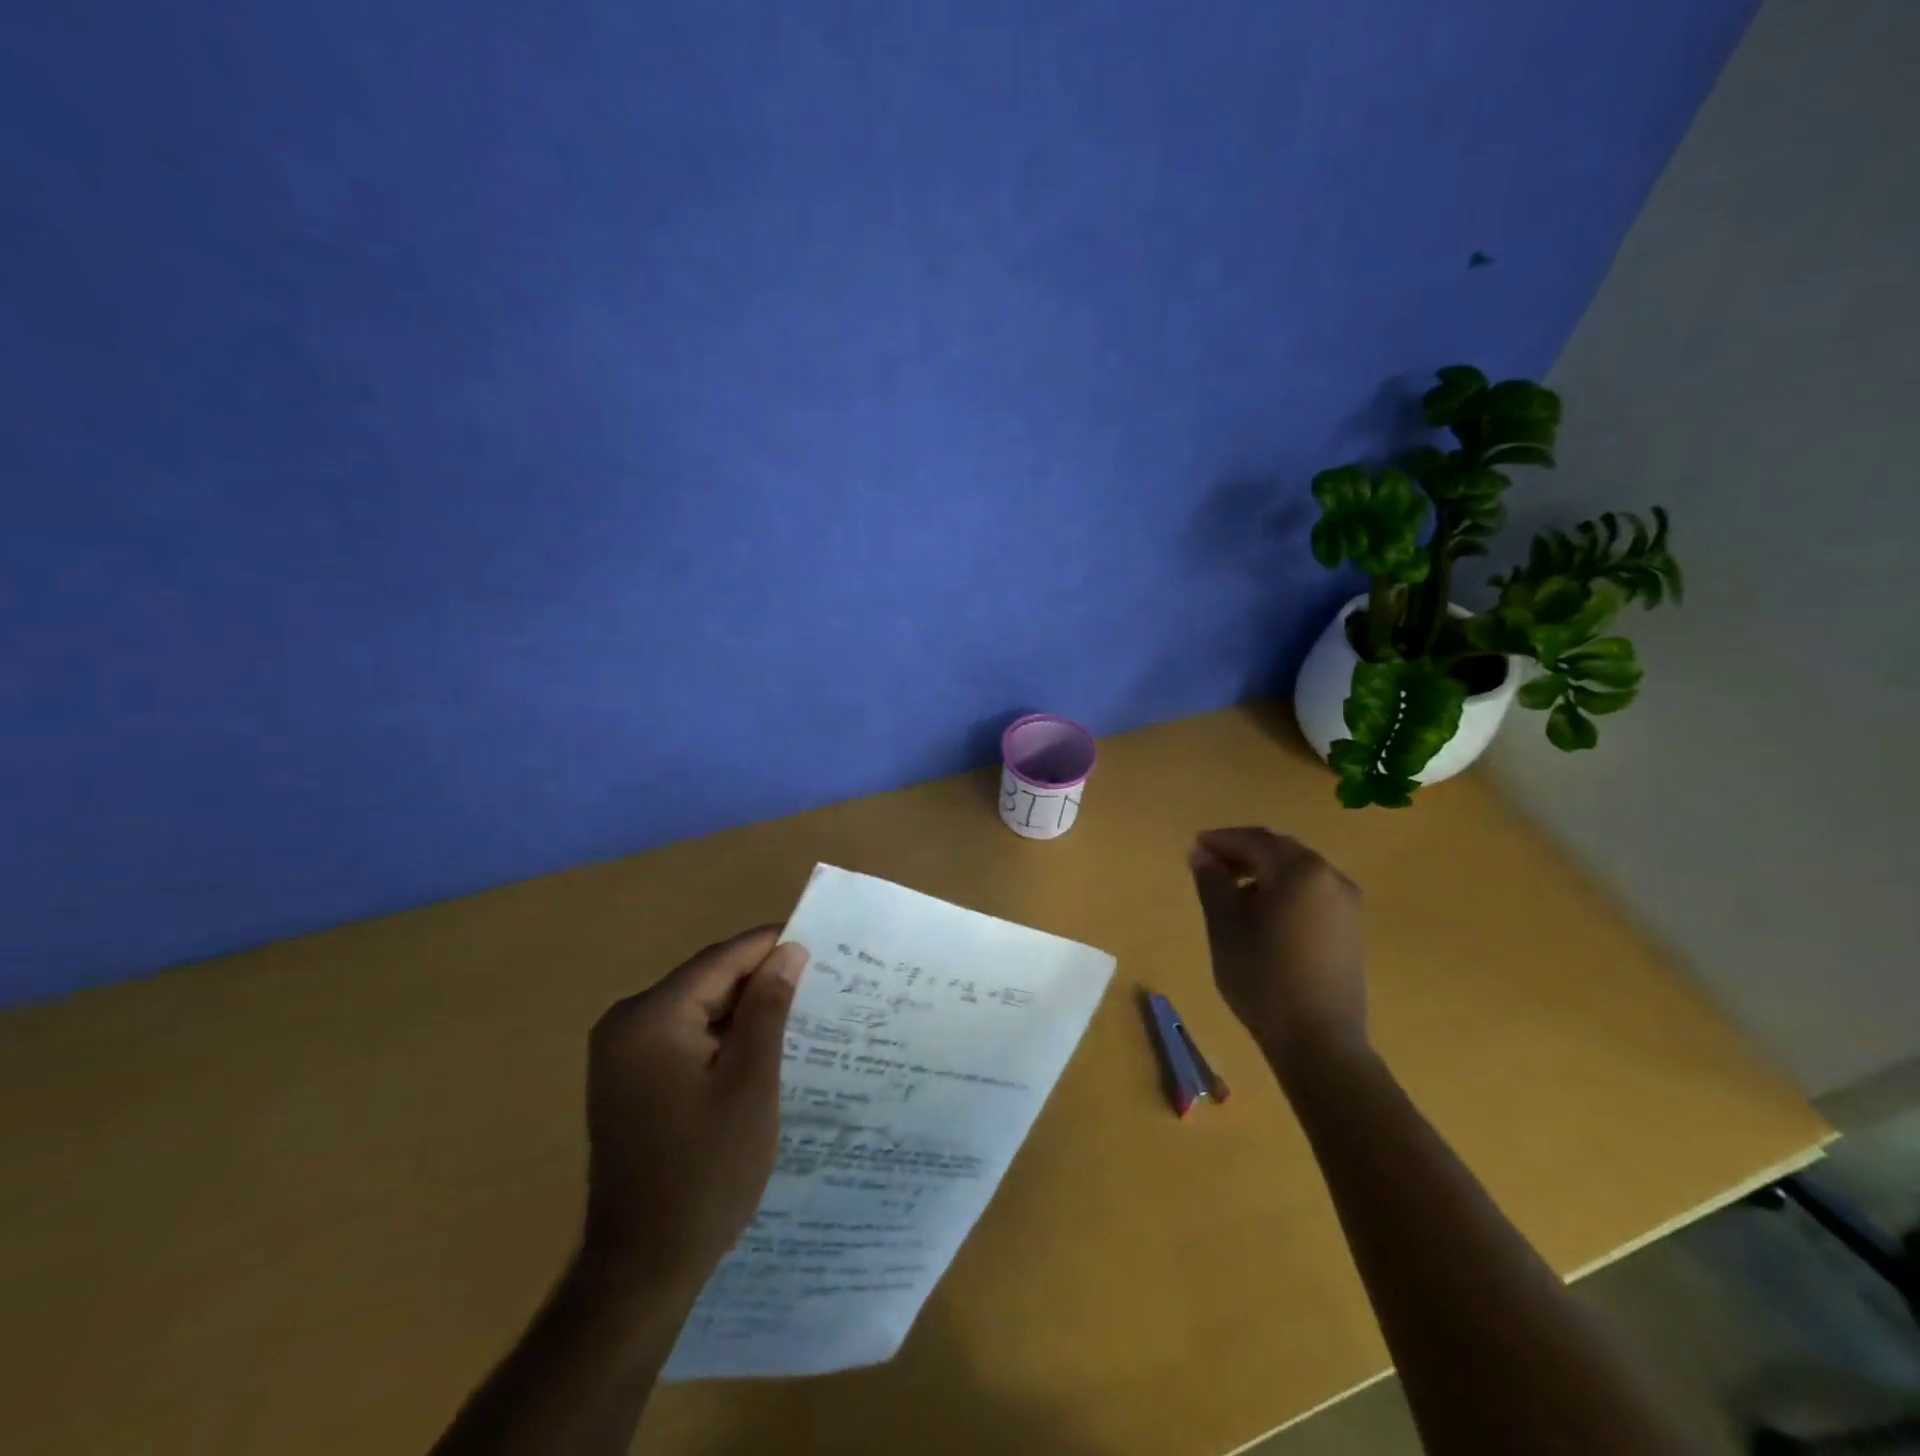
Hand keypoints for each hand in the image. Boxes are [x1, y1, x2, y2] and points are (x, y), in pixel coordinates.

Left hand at [580, 927, 807, 1293]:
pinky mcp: (626, 1078)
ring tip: (796, 1013)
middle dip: (759, 980)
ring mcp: (620, 1052)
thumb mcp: (751, 1083)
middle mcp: (625, 1022)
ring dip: (742, 1010)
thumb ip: (768, 1008)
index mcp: (650, 1016)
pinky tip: (756, 1049)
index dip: (771, 946)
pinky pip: (681, 1035)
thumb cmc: (706, 1171)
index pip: (721, 959)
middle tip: (815, 984)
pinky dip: (719, 1036)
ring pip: (696, 1007)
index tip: (819, 944)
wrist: (642, 1267)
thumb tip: (789, 951)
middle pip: (706, 980)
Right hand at [1187, 829, 1367, 1068]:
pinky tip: (1262, 912)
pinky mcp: (1351, 926)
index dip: (1222, 840)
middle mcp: (1330, 877)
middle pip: (1281, 850)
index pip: (1255, 841)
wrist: (1319, 1042)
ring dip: (1264, 870)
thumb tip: (1201, 853)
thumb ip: (1212, 883)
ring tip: (1232, 891)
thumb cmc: (1263, 980)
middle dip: (1244, 852)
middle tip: (1210, 865)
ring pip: (1298, 869)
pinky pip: (1312, 890)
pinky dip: (1284, 888)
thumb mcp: (1225, 928)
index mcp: (1300, 872)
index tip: (1195, 847)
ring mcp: (1347, 902)